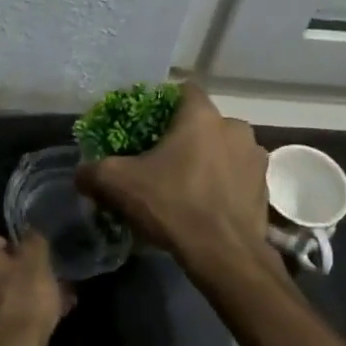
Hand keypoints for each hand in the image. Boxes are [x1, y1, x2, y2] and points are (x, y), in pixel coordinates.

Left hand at [0, 228, 73, 345]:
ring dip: (3, 297)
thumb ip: (32, 239)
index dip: (9, 247)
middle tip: (33, 285)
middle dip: (4, 273)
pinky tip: (24, 327)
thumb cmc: (22, 295)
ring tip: (37, 309)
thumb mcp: (38, 259)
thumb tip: (29, 232)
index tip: (27, 261)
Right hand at [75, 84, 271, 259]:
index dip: (164, 103)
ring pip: (224, 149)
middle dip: (185, 136)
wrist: (225, 255)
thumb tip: (81, 173)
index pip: (184, 90)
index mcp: (202, 116)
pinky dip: (223, 184)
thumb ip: (94, 172)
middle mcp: (235, 128)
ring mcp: (255, 159)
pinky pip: (237, 176)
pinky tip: (206, 205)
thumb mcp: (119, 185)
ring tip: (186, 184)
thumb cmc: (173, 205)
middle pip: (204, 122)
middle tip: (162, 159)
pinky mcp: (265, 189)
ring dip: (208, 160)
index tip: (148, 124)